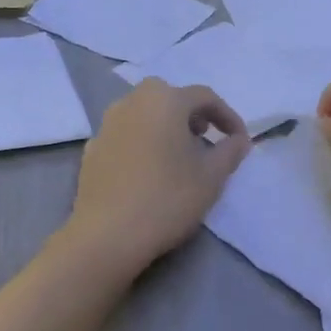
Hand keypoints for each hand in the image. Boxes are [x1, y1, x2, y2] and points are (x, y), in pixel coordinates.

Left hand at [65, 80, 250, 271]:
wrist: (108, 234)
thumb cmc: (167, 199)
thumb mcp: (211, 177)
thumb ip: (230, 152)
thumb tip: (239, 140)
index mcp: (164, 100)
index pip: (204, 97)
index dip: (227, 116)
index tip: (239, 141)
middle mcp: (131, 102)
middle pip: (169, 99)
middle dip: (191, 115)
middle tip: (204, 138)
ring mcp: (106, 125)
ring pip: (143, 115)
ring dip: (164, 127)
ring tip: (177, 156)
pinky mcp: (91, 150)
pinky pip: (124, 136)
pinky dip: (141, 143)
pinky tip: (147, 172)